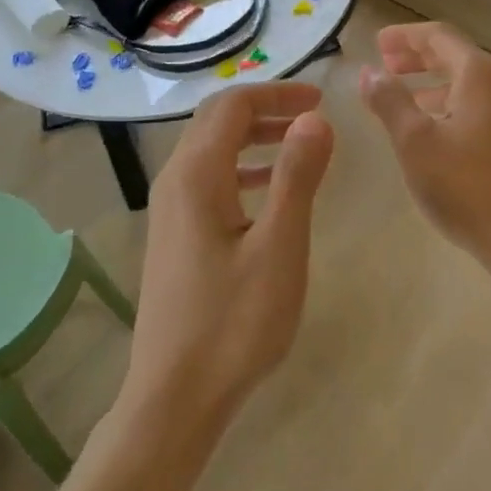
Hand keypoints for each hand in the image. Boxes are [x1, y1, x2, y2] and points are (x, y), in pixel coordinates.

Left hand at [124, 82, 334, 423]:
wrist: (174, 397)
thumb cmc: (233, 322)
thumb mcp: (279, 246)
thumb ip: (297, 176)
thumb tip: (315, 118)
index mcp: (197, 175)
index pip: (233, 106)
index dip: (277, 93)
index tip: (320, 99)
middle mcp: (175, 182)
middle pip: (217, 121)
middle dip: (266, 109)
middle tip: (313, 115)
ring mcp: (170, 211)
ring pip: (212, 151)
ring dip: (255, 138)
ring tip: (299, 146)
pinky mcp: (175, 236)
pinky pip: (209, 181)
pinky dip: (242, 169)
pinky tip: (270, 191)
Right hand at [359, 23, 490, 269]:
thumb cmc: (465, 185)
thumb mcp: (415, 141)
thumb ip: (390, 101)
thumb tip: (369, 71)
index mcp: (479, 76)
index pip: (440, 36)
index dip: (405, 36)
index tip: (376, 42)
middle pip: (455, 57)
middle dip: (418, 57)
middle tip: (385, 63)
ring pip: (467, 84)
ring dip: (432, 83)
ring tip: (402, 95)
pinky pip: (477, 107)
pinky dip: (449, 104)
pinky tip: (433, 128)